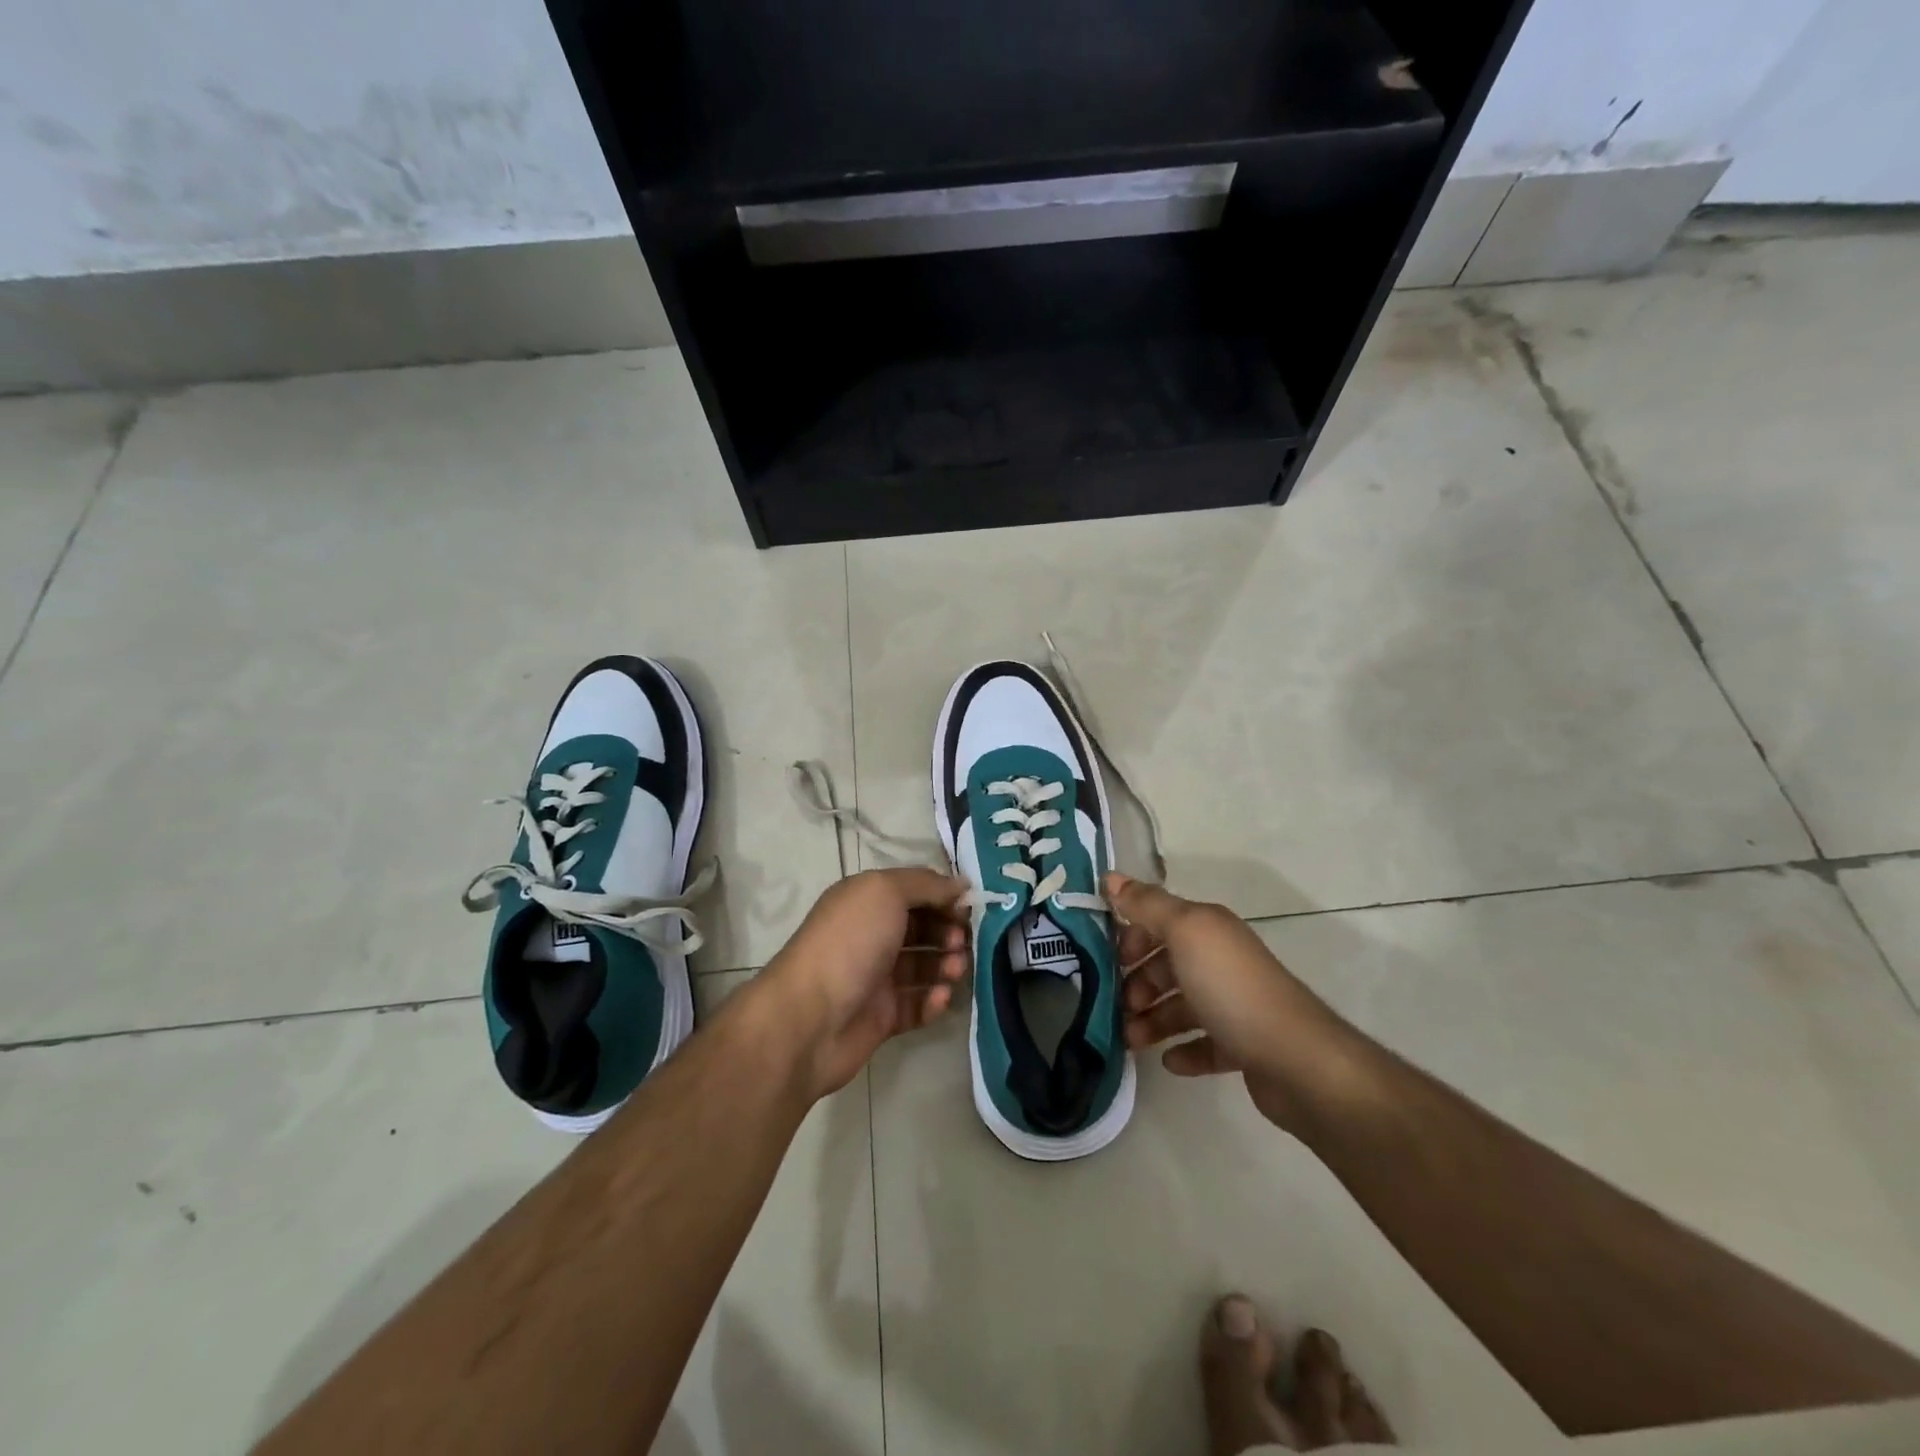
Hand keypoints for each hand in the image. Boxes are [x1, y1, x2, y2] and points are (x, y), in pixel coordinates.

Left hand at [759, 868, 969, 1098]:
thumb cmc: (849, 943)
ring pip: (924, 967)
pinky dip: (933, 1001)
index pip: (914, 892)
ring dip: (946, 965)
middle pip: (922, 928)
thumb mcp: (885, 892)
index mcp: (865, 902)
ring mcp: (876, 978)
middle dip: (949, 931)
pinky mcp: (882, 1017)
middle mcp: (870, 936)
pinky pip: (917, 1005)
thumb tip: (960, 884)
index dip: (943, 896)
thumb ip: (926, 884)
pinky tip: (938, 998)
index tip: (970, 907)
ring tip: (955, 970)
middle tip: (962, 942)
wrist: (809, 1018)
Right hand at [1106, 873, 1365, 1131]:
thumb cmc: (1232, 989)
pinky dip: (1184, 1050)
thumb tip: (1109, 876)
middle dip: (1138, 982)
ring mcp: (1235, 1004)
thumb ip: (1147, 905)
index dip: (1131, 935)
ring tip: (1132, 1040)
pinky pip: (1204, 1044)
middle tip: (1120, 1006)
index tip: (1108, 960)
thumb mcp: (1185, 933)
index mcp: (1208, 929)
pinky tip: (1168, 1061)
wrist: (1297, 1060)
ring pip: (1181, 1005)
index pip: (1160, 920)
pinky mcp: (1244, 1045)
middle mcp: (1222, 960)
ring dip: (1152, 1020)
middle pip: (1168, 964)